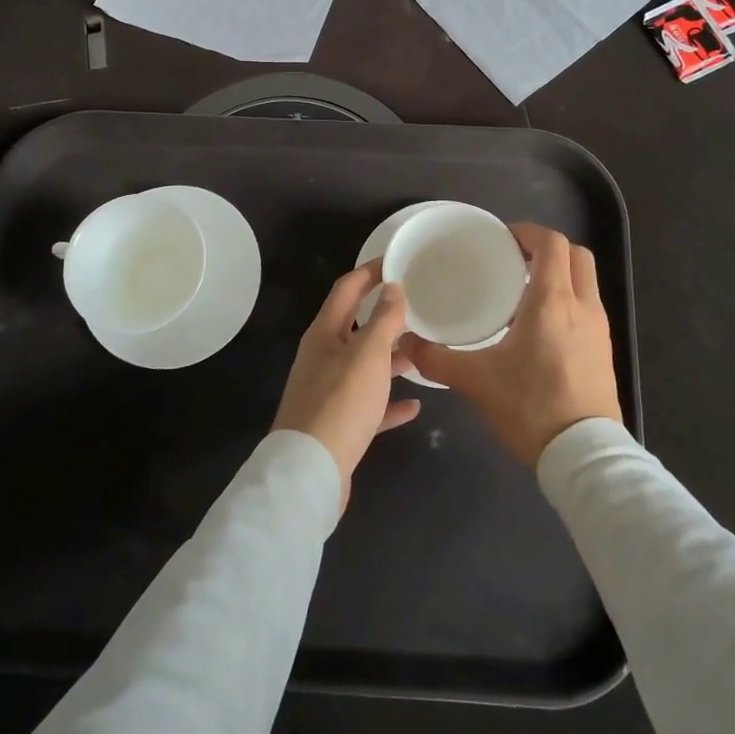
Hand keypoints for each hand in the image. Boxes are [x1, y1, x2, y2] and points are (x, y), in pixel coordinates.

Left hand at [272, 260, 421, 511]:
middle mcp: (323, 357)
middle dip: (385, 315)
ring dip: (391, 358)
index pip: (347, 288)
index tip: (398, 261)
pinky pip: (369, 404)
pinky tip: (415, 405)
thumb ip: (384, 319)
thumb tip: (393, 287)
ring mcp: (329, 392)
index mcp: (325, 333)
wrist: (310, 472)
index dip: (370, 271)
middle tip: (419, 307)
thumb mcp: (368, 354)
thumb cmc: (341, 402)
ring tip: (423, 351)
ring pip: (365, 366)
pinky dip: (389, 401)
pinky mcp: (338, 424)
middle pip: (356, 326)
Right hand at [401, 223, 620, 467]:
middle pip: (576, 255)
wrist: (584, 456)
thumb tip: (405, 342)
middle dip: (546, 248)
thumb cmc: (531, 407)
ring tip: (521, 291)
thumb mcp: (476, 381)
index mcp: (552, 301)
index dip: (527, 232)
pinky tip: (538, 326)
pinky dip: (567, 299)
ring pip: (585, 280)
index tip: (501, 238)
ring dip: (559, 274)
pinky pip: (587, 306)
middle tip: (513, 258)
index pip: (551, 243)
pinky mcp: (604, 350)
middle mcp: (582, 306)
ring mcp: (599, 328)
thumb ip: (436, 358)